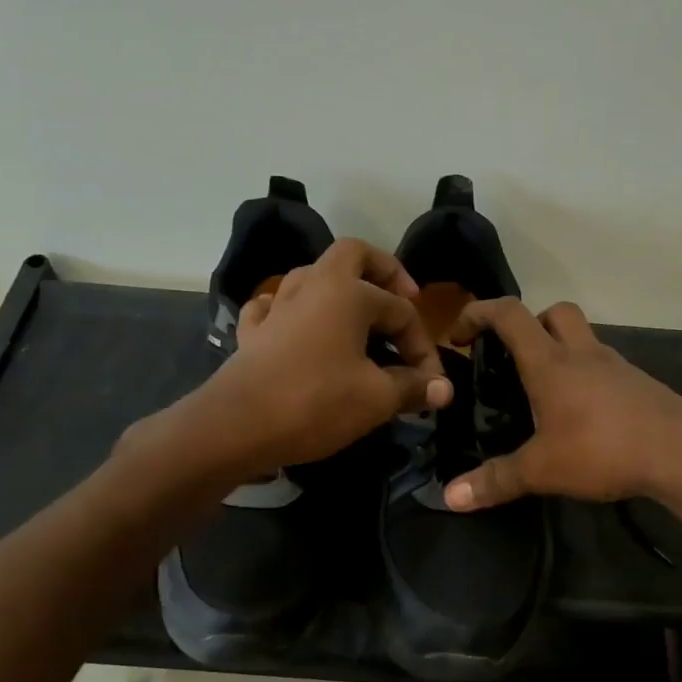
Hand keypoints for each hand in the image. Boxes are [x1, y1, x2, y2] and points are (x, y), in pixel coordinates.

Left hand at [204, 238, 453, 469]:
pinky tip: (298, 328)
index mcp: (348, 292)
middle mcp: (313, 285)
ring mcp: (278, 306)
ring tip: (357, 318)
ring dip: (339, 289)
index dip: (423, 348)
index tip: (432, 385)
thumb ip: (413, 387)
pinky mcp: (253, 332)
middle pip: (353, 256)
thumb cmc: (316, 402)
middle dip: (383, 271)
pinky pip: (275, 307)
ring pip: (312, 276)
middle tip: (403, 298)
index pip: (401, 313)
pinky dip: (292, 311)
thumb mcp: (376, 398)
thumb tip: (444, 389)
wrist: (237, 426)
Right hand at [440, 298, 681, 510]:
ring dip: (560, 350)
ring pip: (582, 338)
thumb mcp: (542, 470)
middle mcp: (583, 353)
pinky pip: (603, 367)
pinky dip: (585, 376)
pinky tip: (582, 414)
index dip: (479, 313)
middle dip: (527, 323)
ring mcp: (615, 366)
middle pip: (554, 312)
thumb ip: (496, 480)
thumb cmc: (603, 449)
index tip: (459, 334)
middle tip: (512, 356)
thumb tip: (450, 497)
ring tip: (544, 392)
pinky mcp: (638, 384)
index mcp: (551, 362)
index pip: (509, 314)